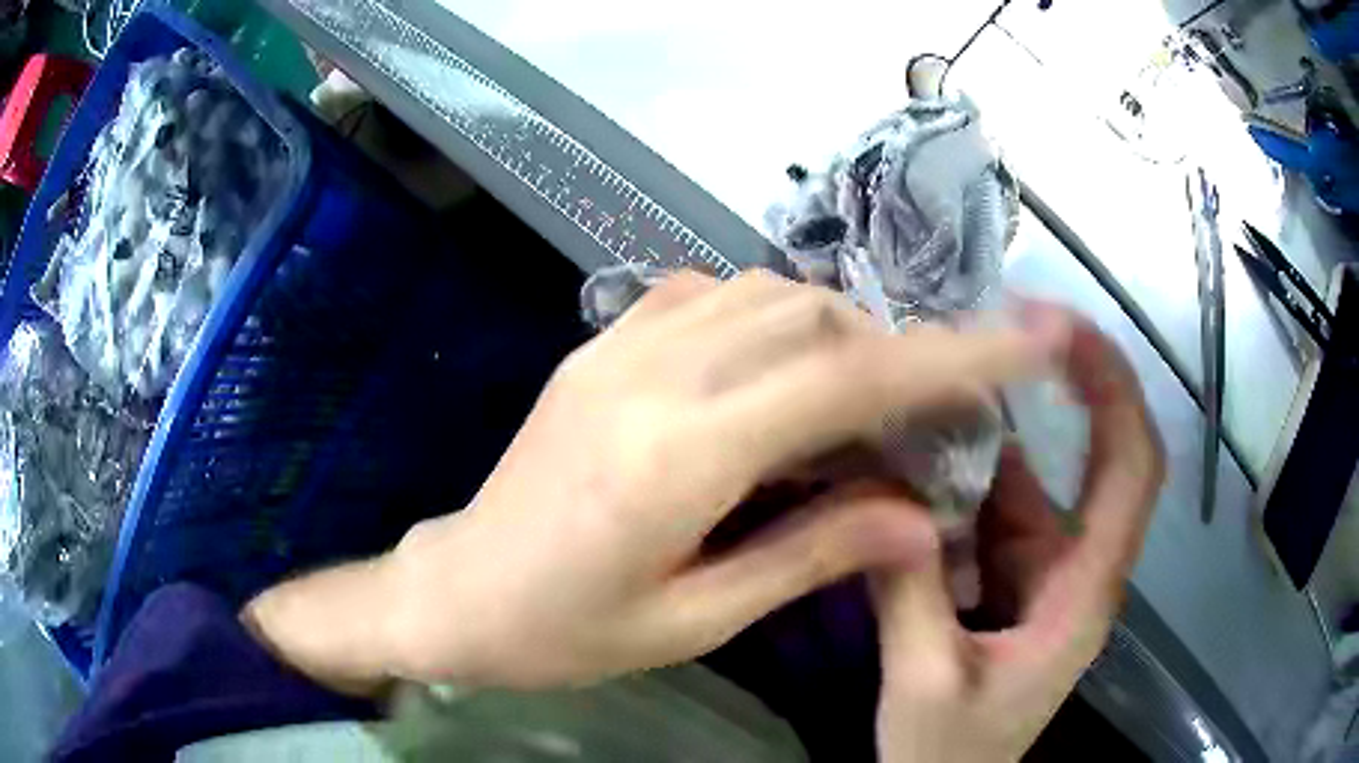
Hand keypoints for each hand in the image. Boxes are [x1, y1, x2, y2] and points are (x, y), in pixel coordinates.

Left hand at [240, 269, 1071, 693]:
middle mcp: (651, 374)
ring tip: (853, 406)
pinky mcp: (598, 342)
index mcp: (676, 457)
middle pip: (814, 321)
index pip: (845, 381)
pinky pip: (708, 294)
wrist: (461, 591)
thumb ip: (811, 555)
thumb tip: (918, 516)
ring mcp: (617, 345)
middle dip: (892, 355)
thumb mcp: (695, 620)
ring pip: (767, 293)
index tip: (1021, 339)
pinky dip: (768, 318)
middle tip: (921, 418)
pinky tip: (772, 374)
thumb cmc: (566, 632)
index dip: (948, 358)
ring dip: (833, 335)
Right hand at [873, 319, 1164, 761]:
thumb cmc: (951, 754)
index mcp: (1084, 592)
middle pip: (1102, 457)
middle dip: (1072, 384)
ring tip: (930, 400)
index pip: (1132, 470)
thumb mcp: (923, 684)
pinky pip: (998, 515)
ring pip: (1036, 484)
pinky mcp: (1017, 580)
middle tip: (1010, 326)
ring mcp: (1049, 571)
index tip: (1065, 330)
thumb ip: (911, 592)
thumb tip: (889, 498)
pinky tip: (913, 471)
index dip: (1113, 389)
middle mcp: (1081, 567)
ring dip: (990, 443)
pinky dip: (962, 487)